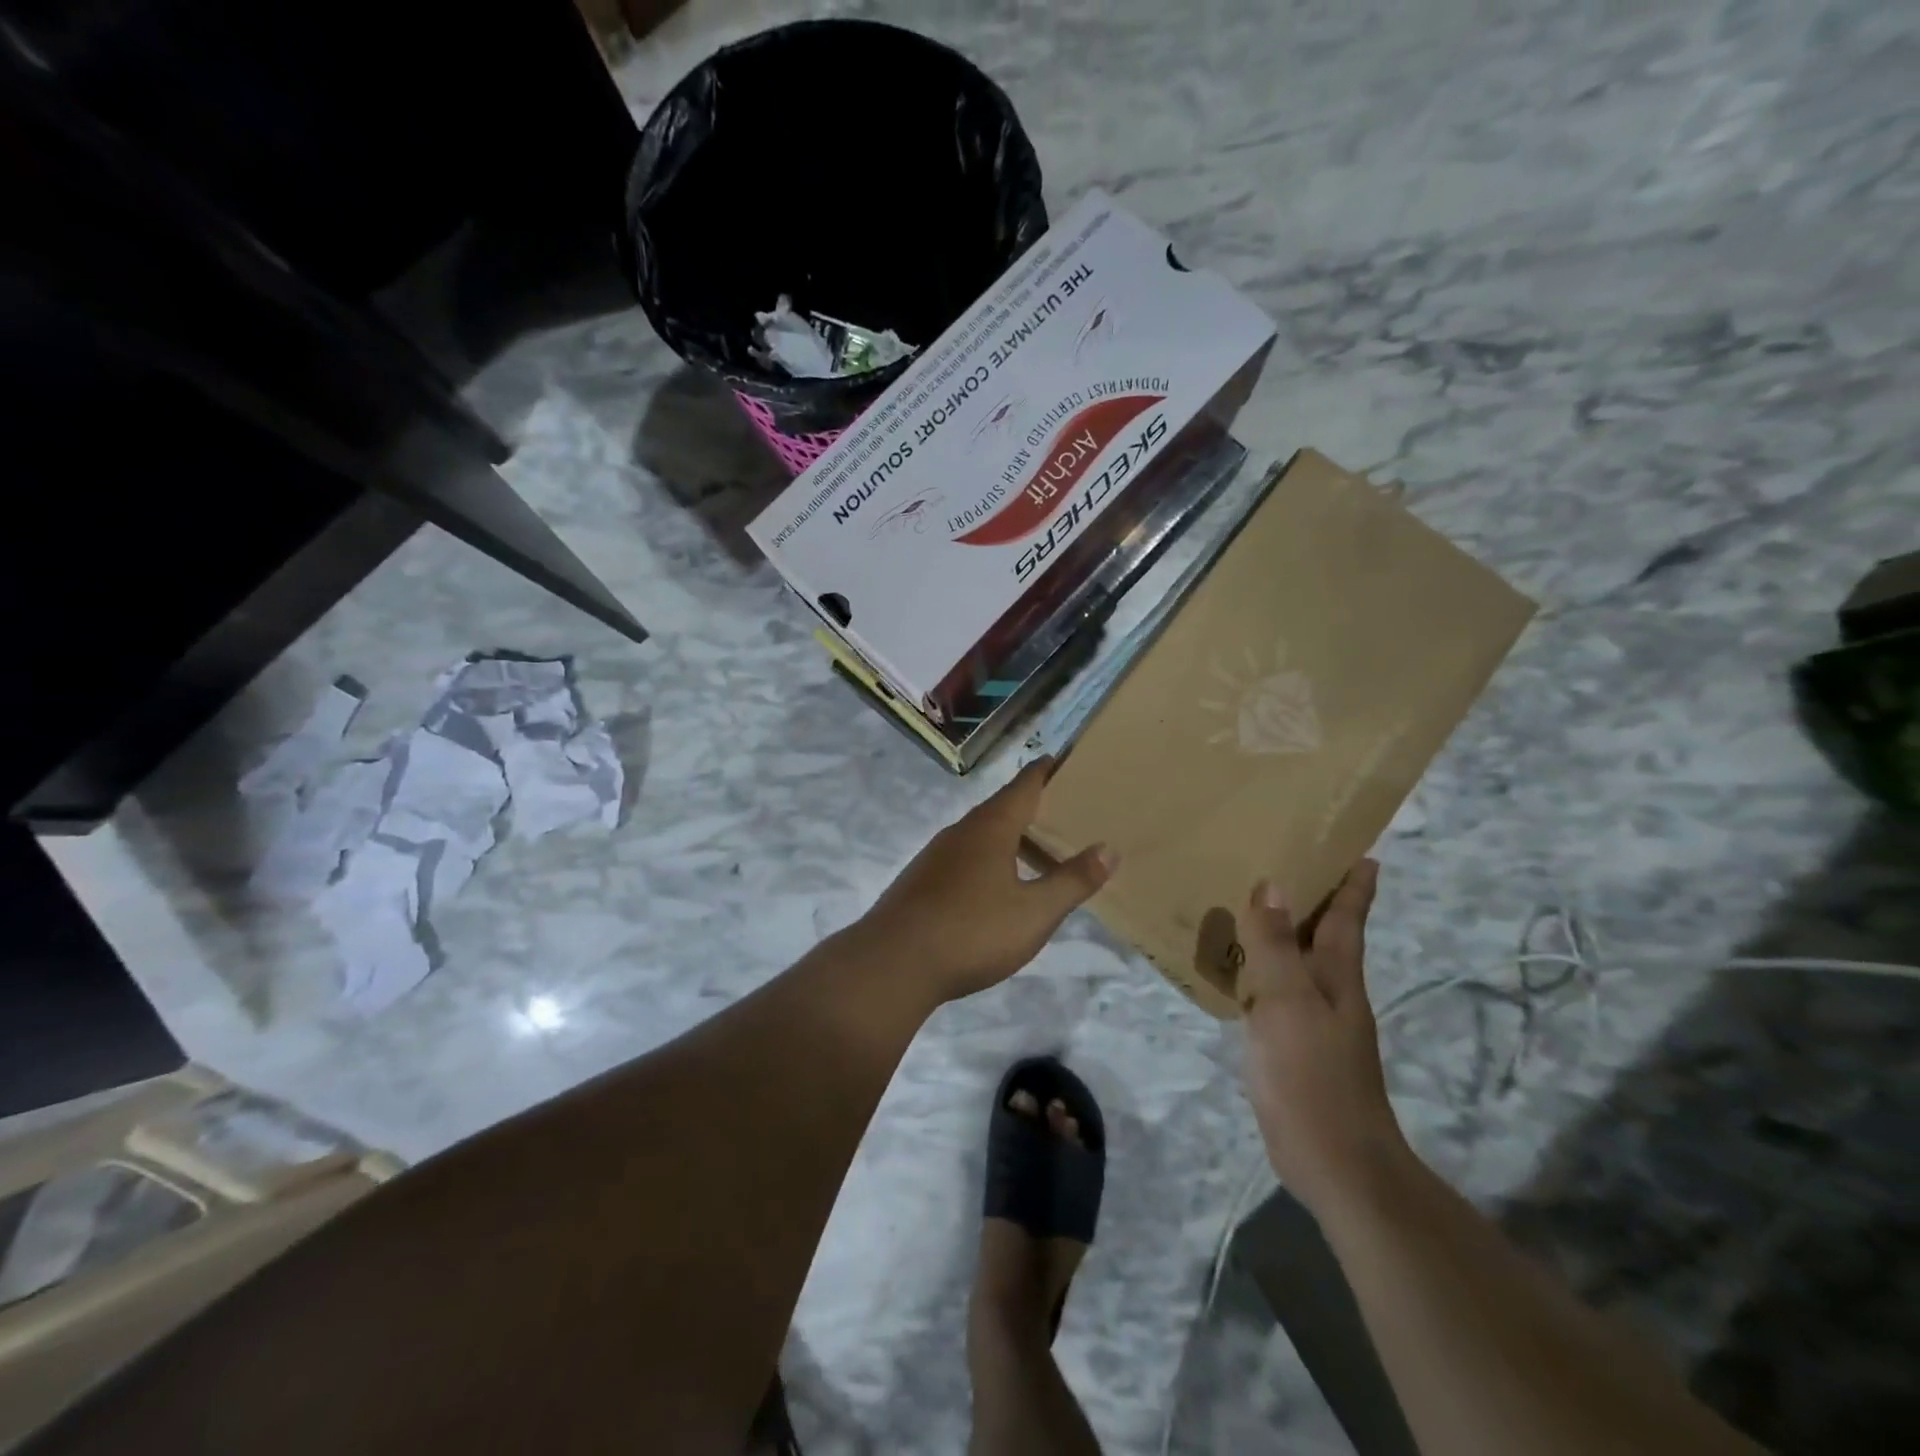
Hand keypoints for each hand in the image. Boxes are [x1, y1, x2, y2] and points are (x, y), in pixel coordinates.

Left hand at [855, 758, 1116, 1003]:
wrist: (892, 963)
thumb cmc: (971, 931)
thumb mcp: (1034, 913)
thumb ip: (1071, 881)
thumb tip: (1109, 848)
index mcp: (990, 828)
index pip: (1024, 785)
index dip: (1045, 771)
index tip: (1064, 759)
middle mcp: (960, 832)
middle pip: (1001, 808)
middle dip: (1032, 806)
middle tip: (1065, 810)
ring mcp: (935, 856)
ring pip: (980, 835)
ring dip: (1009, 836)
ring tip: (1037, 849)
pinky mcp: (920, 882)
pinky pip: (964, 858)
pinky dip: (989, 860)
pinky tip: (996, 886)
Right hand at [1239, 859, 1410, 1216]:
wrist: (1334, 1161)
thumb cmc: (1313, 1075)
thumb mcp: (1288, 1003)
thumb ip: (1274, 945)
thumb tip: (1270, 883)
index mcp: (1336, 975)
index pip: (1346, 916)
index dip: (1353, 882)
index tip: (1359, 848)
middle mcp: (1328, 990)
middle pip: (1322, 931)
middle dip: (1313, 895)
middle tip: (1283, 857)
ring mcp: (1311, 1019)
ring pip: (1295, 959)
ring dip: (1280, 929)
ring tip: (1249, 900)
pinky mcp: (1290, 1044)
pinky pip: (1273, 988)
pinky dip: (1259, 966)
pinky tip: (1236, 964)